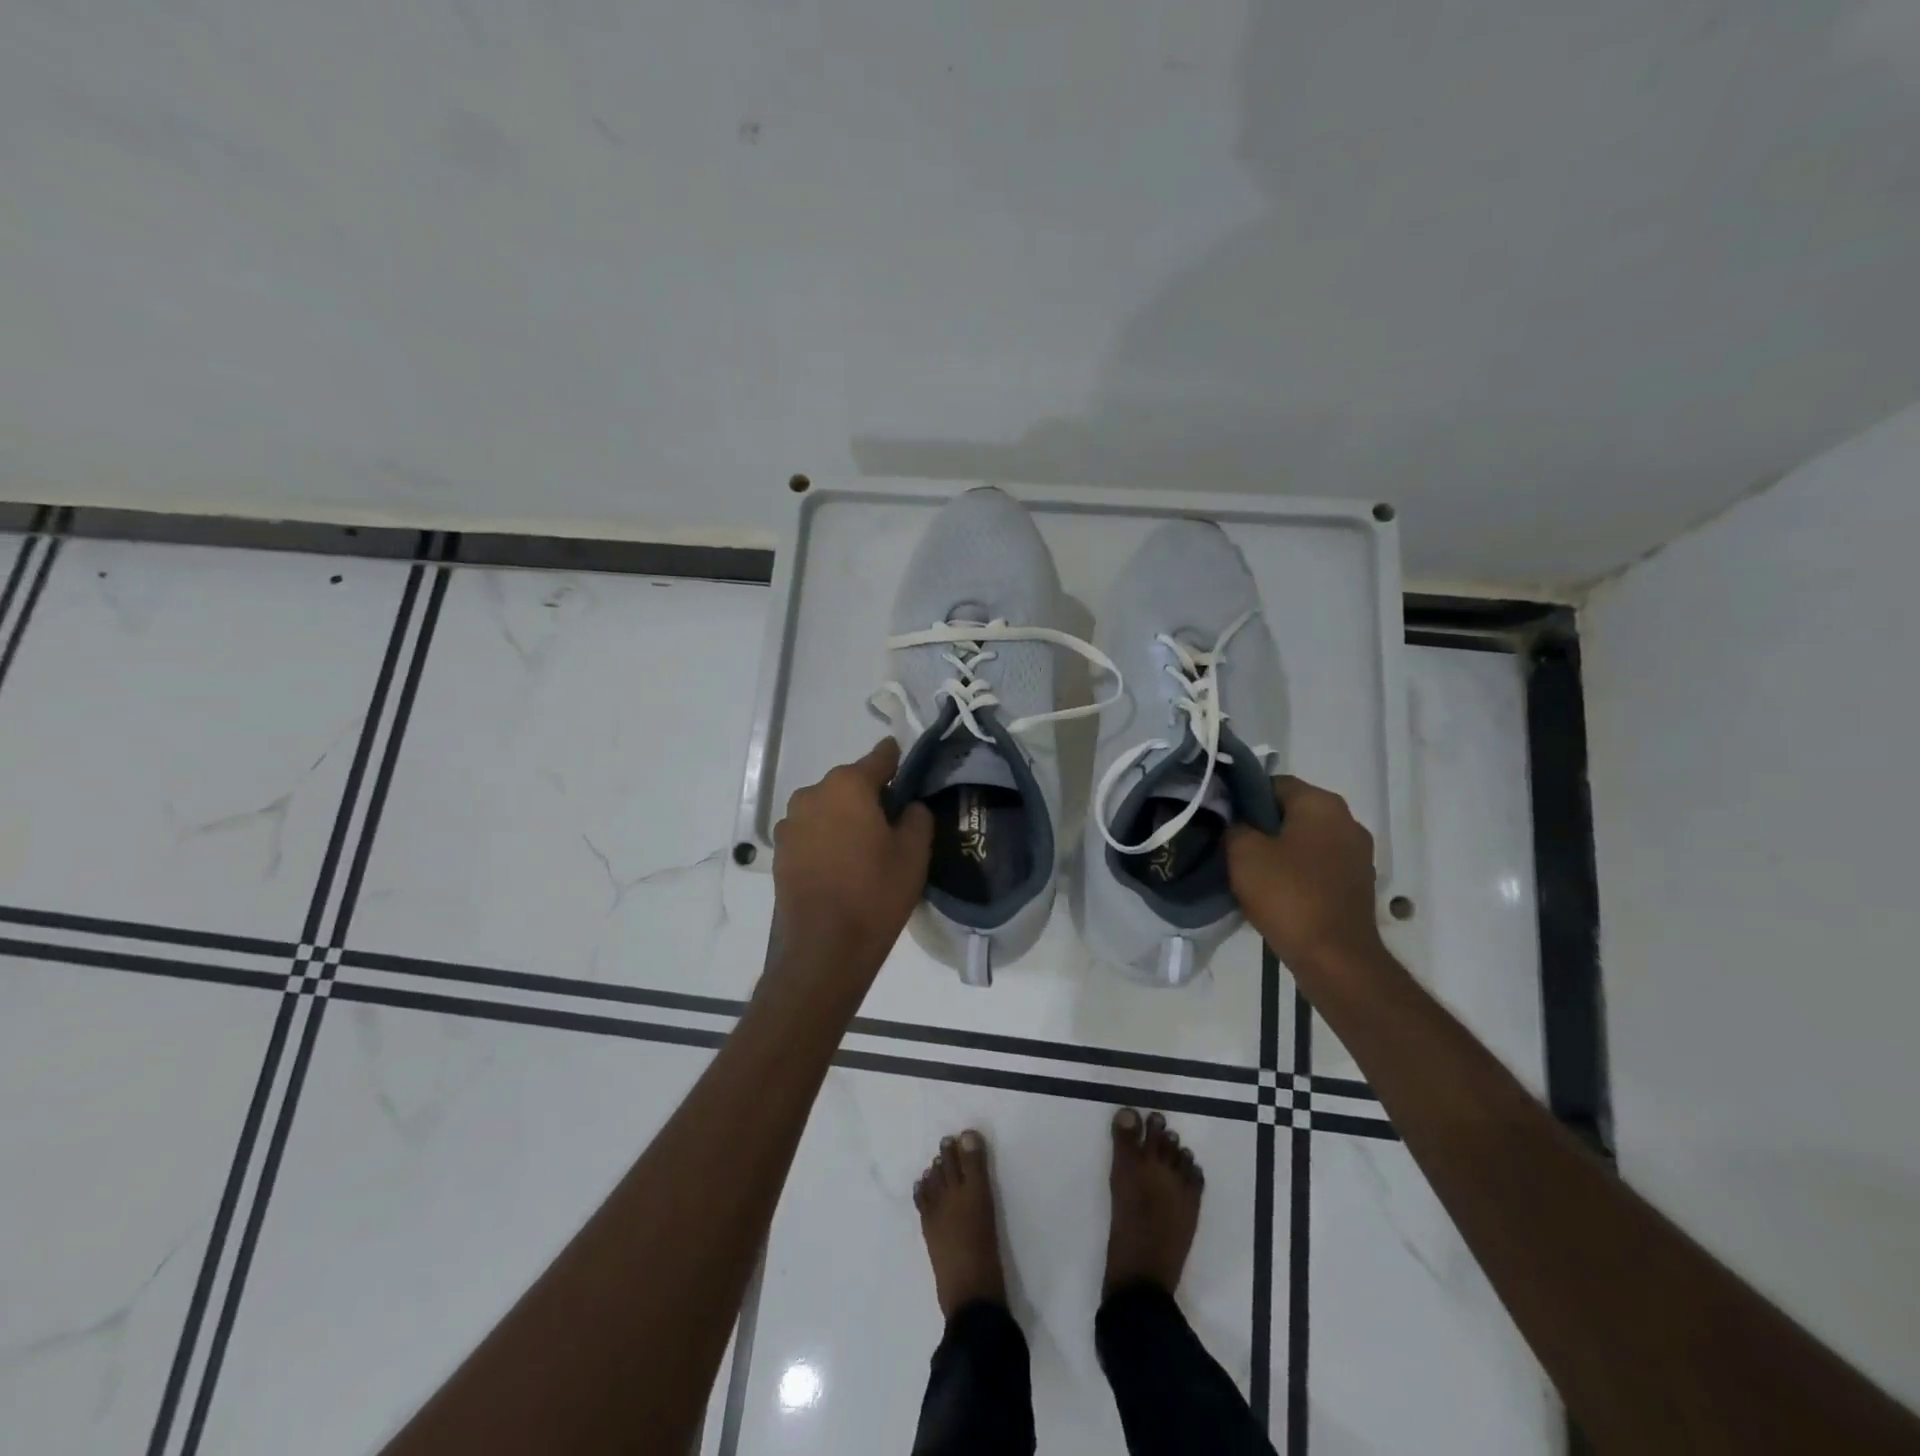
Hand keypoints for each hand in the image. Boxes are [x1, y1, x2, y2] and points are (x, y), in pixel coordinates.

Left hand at [771, 739, 933, 995]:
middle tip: (892, 822)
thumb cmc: (875, 893)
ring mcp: (791, 822)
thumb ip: (917, 816)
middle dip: (870, 795)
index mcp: (848, 785)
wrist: (824, 948)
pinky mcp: (781, 850)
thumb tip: (908, 806)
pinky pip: (812, 831)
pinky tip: (841, 865)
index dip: (897, 760)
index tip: (908, 767)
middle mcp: (813, 793)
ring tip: (865, 848)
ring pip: (828, 808)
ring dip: (845, 817)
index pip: (880, 757)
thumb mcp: (914, 853)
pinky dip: (827, 838)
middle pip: (850, 784)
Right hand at [1227, 776, 1385, 971]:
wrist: (1334, 958)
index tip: (1222, 818)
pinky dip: (1297, 872)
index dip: (1243, 797)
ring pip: (1305, 839)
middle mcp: (1347, 821)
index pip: (1274, 783)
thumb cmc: (1287, 895)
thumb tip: (1235, 820)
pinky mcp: (1358, 884)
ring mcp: (1357, 855)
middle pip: (1292, 811)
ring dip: (1279, 850)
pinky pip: (1318, 865)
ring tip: (1250, 870)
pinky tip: (1275, 891)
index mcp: (1322, 804)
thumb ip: (1234, 825)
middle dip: (1262, 825)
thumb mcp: (1243, 853)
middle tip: (1231, 845)